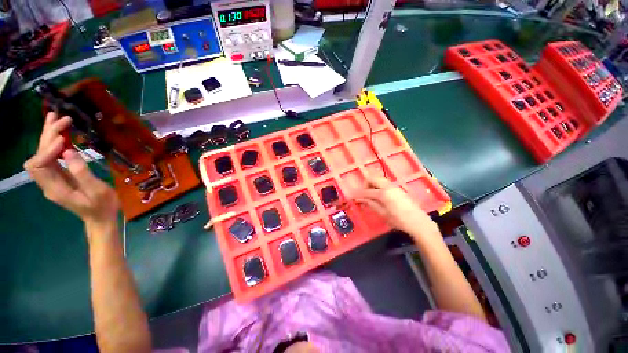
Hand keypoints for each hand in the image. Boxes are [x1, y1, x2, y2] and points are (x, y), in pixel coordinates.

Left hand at [24, 112, 119, 226]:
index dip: (48, 150)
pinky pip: (50, 157)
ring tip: (56, 118)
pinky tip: (61, 133)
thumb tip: (68, 152)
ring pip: (41, 154)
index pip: (39, 164)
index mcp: (55, 188)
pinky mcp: (59, 176)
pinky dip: (53, 142)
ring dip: (48, 136)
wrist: (101, 218)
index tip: (64, 141)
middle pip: (38, 156)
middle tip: (62, 119)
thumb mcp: (96, 191)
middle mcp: (48, 182)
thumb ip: (81, 173)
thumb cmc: (102, 206)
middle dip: (48, 136)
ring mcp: (52, 179)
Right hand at [350, 174, 438, 237]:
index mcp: (383, 193)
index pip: (366, 191)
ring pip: (378, 178)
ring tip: (370, 195)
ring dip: (372, 184)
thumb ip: (371, 204)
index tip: (351, 196)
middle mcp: (388, 186)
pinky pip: (384, 182)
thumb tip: (359, 199)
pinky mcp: (397, 188)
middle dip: (365, 184)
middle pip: (372, 178)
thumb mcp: (383, 213)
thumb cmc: (399, 220)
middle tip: (363, 195)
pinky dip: (378, 186)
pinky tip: (378, 195)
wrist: (418, 222)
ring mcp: (393, 186)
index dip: (358, 194)